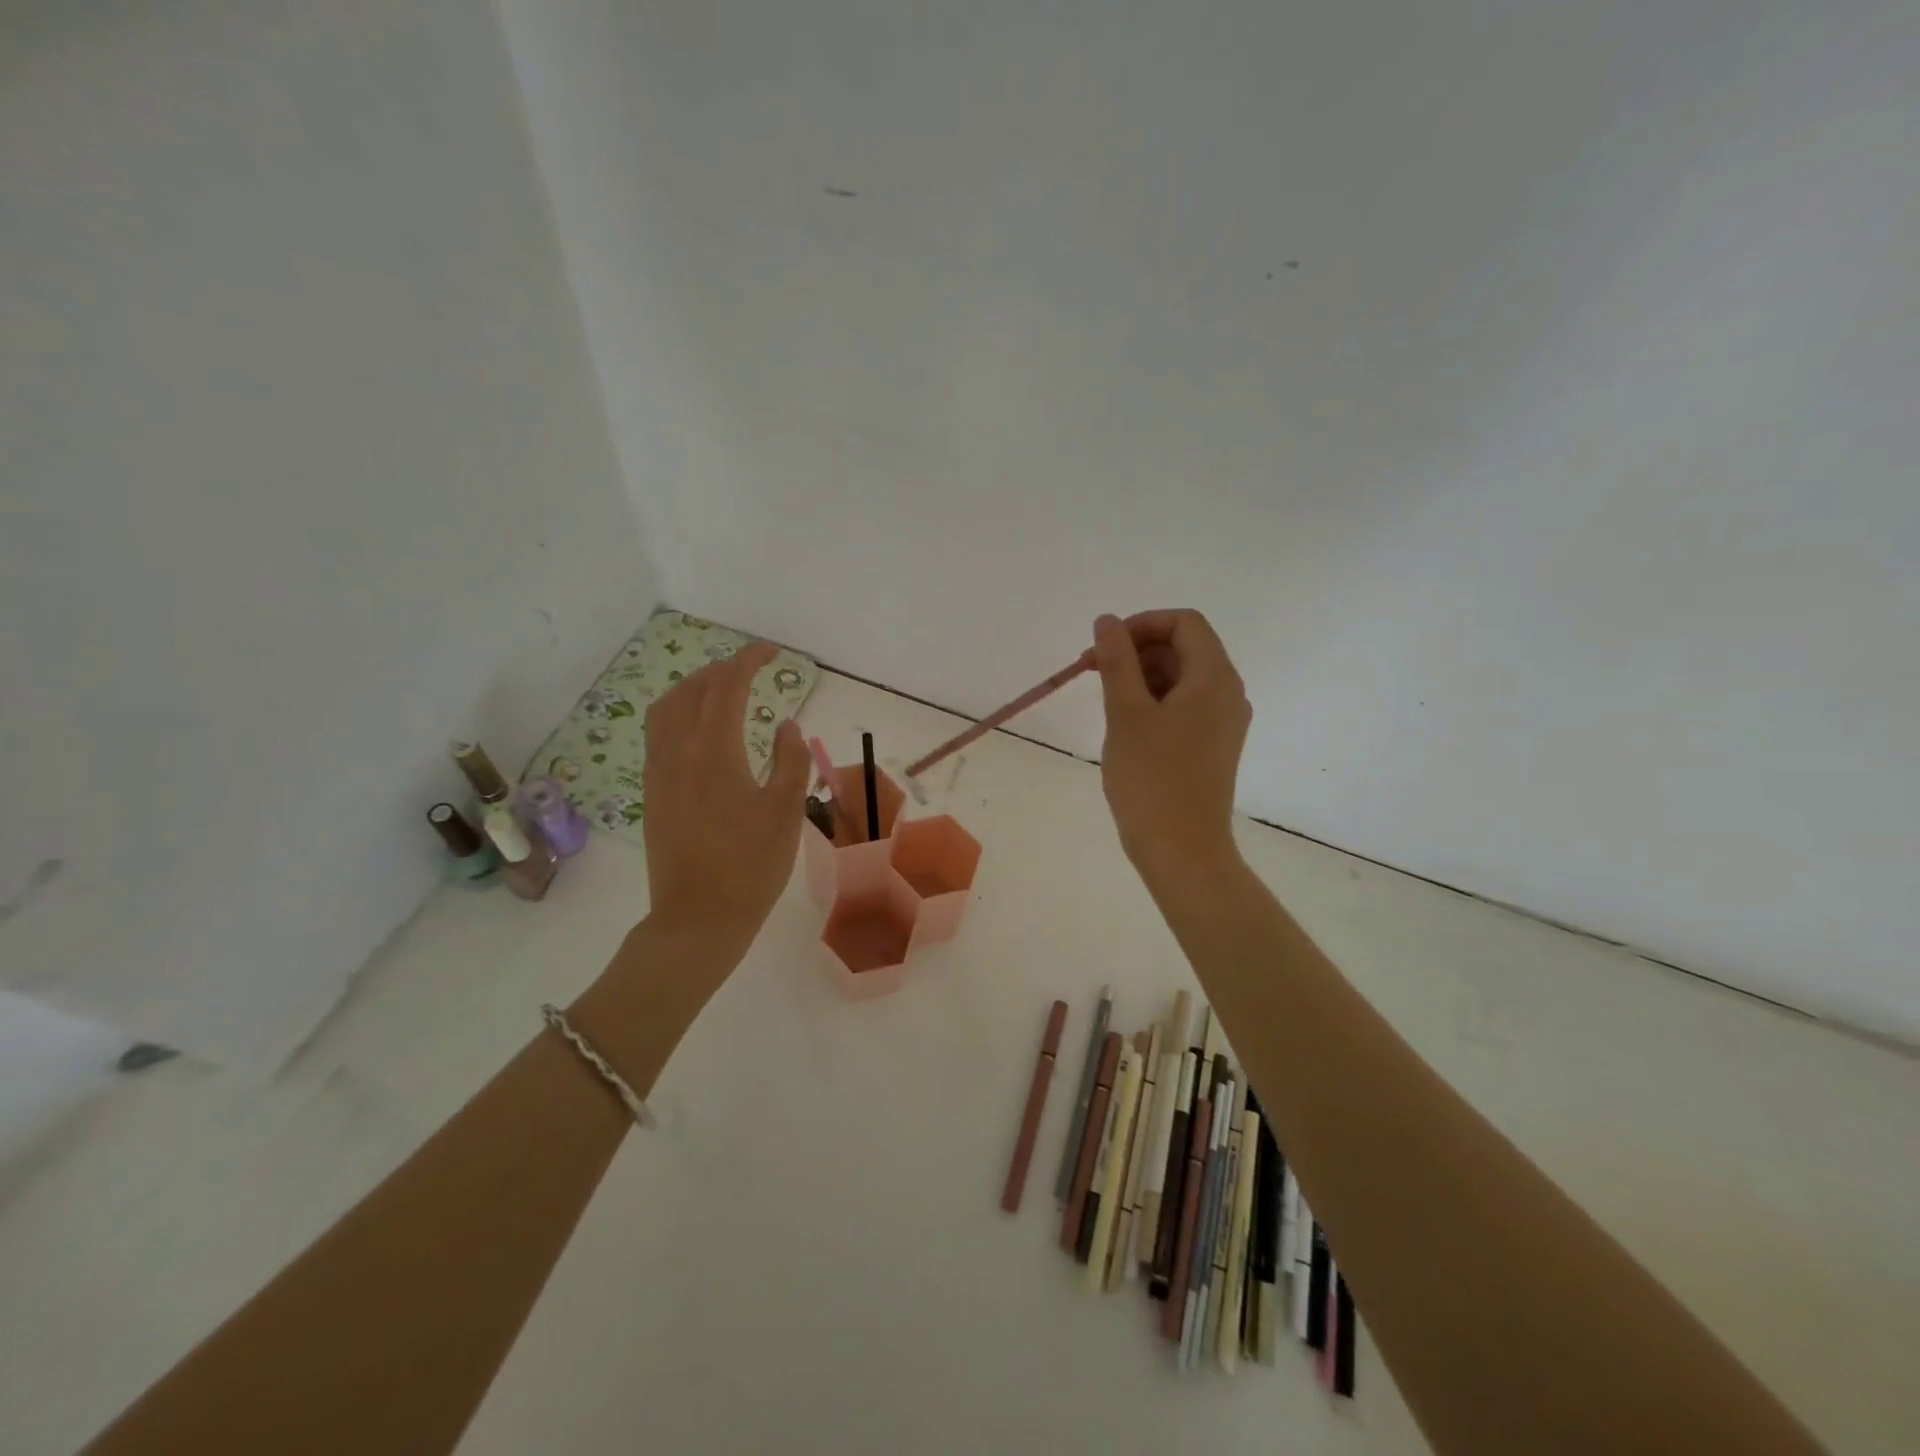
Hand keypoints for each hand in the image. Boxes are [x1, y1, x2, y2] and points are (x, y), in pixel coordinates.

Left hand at [640, 641, 808, 960]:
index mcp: (715, 752)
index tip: (770, 653)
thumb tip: (787, 725)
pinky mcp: (652, 793)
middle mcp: (679, 752)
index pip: (727, 688)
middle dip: (721, 669)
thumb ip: (791, 762)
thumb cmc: (751, 867)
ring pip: (666, 709)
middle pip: (692, 691)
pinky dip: (677, 712)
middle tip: (751, 668)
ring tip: (720, 688)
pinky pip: (657, 734)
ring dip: (693, 688)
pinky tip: (697, 728)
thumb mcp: (786, 813)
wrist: (698, 919)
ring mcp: (659, 773)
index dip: (748, 661)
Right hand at [1090, 610, 1250, 892]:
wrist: (1181, 850)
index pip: (1184, 623)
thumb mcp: (1126, 713)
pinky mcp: (1212, 745)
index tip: (1103, 646)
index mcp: (1214, 678)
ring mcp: (1223, 721)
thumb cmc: (1151, 778)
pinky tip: (1125, 722)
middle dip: (1136, 650)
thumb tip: (1106, 621)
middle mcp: (1227, 693)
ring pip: (1181, 677)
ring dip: (1141, 676)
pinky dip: (1153, 701)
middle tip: (1091, 672)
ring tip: (1104, 699)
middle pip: (1184, 647)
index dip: (1141, 624)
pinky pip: (1184, 705)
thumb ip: (1116, 660)